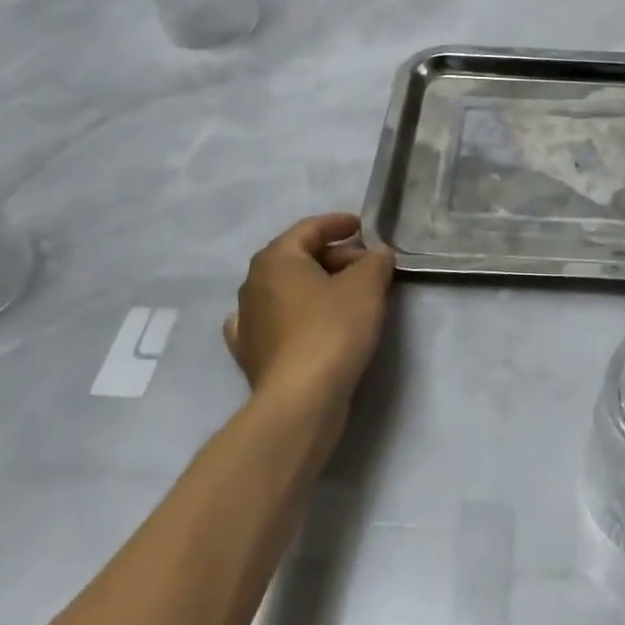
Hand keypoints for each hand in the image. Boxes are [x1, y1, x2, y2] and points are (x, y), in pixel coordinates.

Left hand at [224, 214, 393, 418]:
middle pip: (298, 257)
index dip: (339, 223)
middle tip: (367, 266)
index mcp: (277, 258)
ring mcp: (247, 321)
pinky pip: (274, 322)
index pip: (310, 228)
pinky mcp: (250, 354)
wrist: (300, 400)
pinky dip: (292, 316)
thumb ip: (375, 261)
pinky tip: (301, 322)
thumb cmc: (332, 328)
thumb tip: (377, 254)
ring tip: (347, 295)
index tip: (363, 227)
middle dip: (334, 257)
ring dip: (315, 286)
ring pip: (286, 290)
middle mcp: (253, 283)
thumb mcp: (367, 285)